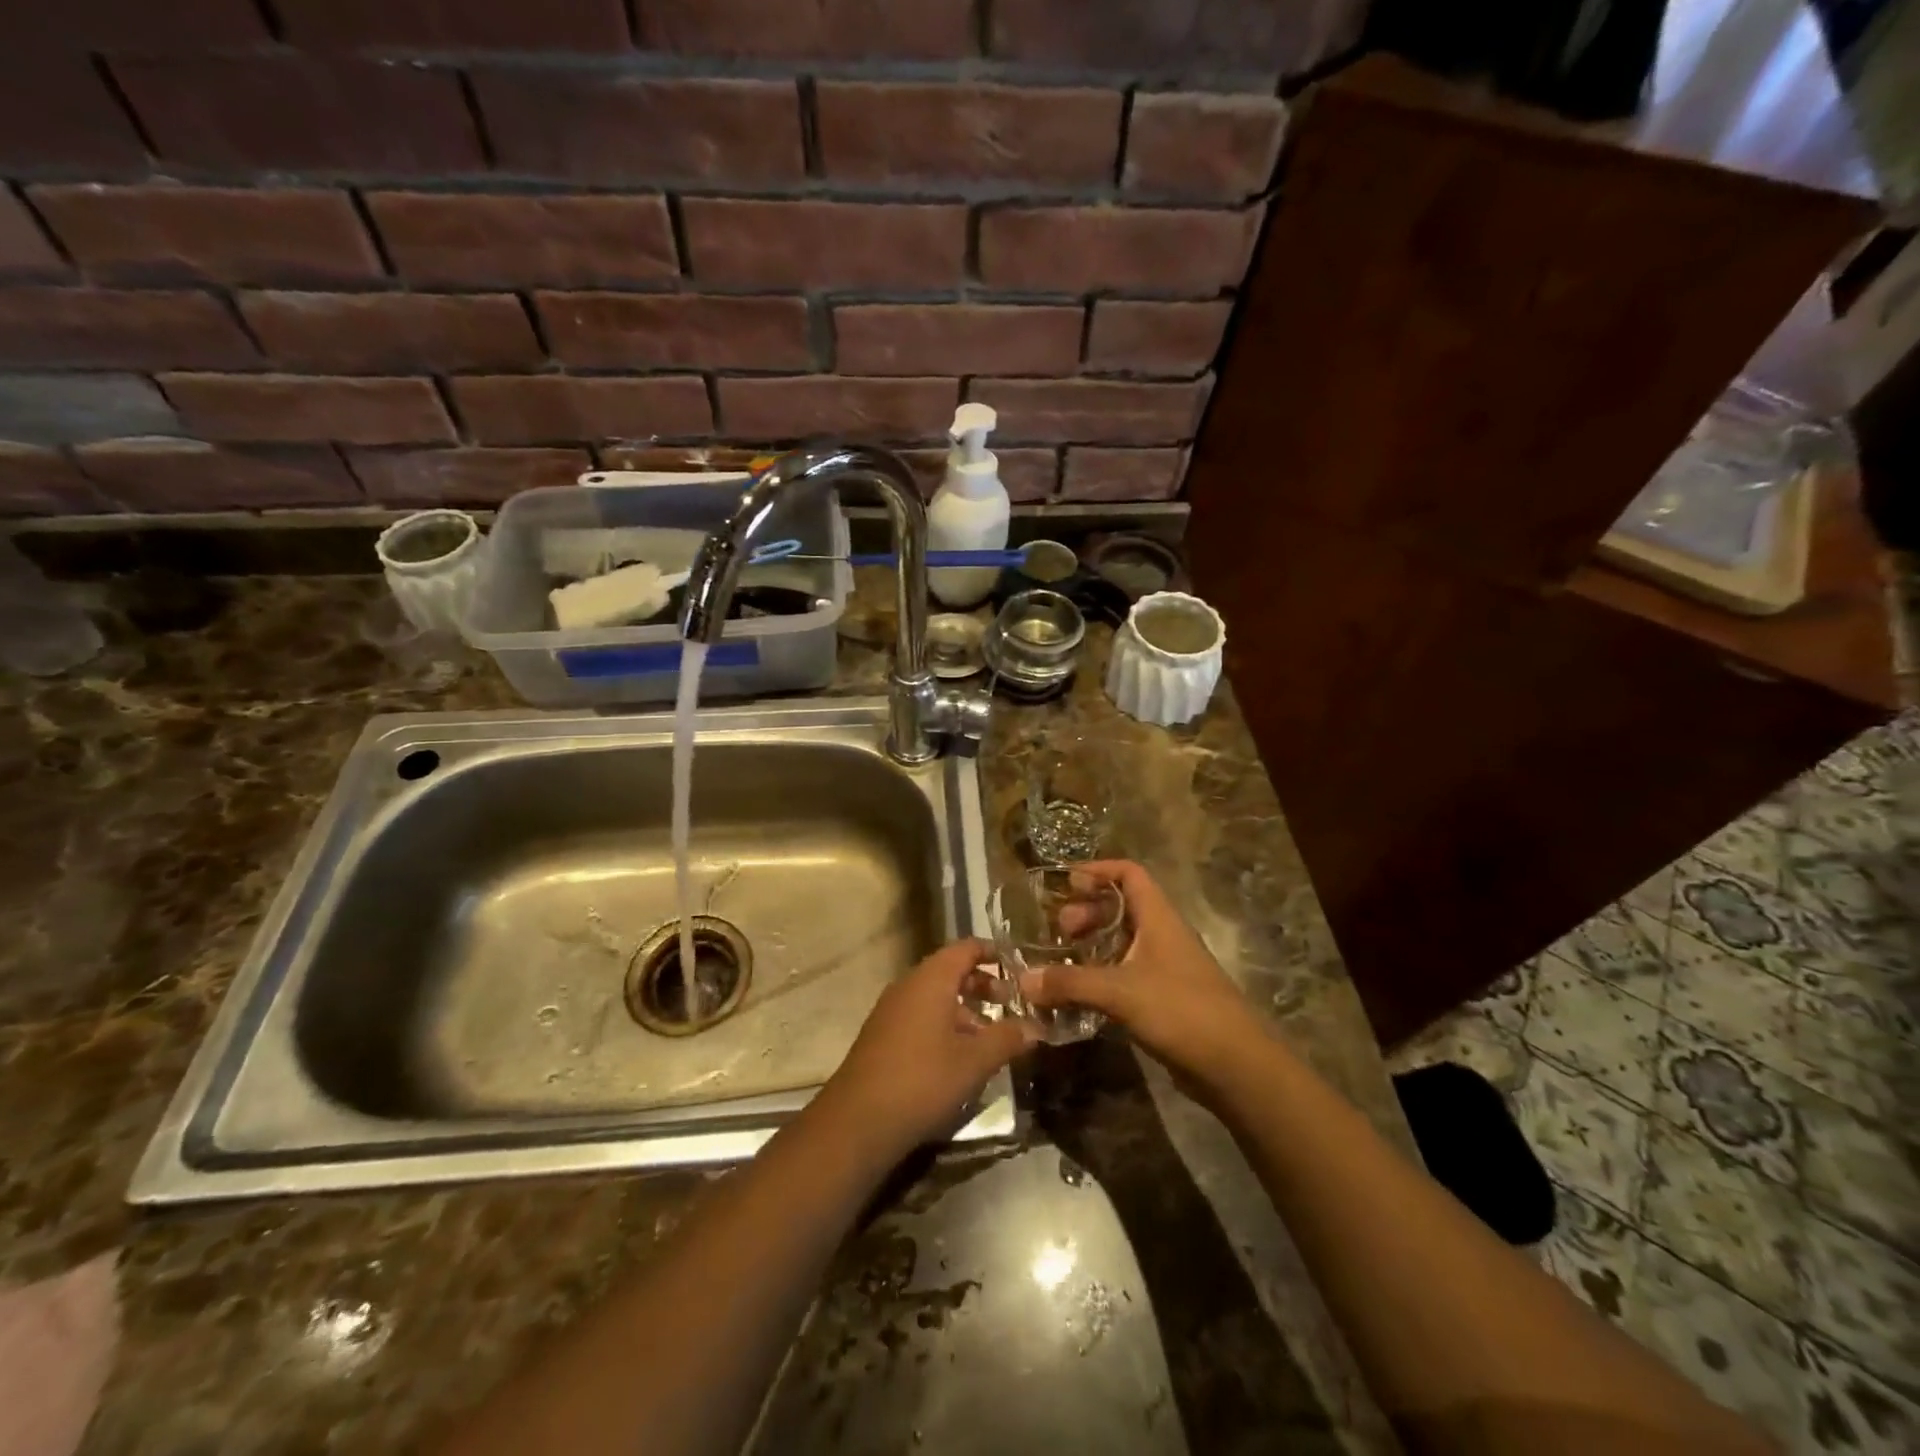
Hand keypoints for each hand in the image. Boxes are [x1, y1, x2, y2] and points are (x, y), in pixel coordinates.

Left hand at [820, 937, 1035, 1161]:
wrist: (857, 1121)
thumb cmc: (922, 1080)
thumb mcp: (974, 1061)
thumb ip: (1007, 1038)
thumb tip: (1036, 1027)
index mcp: (931, 979)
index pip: (966, 948)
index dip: (993, 952)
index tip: (1019, 965)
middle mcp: (909, 985)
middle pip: (951, 971)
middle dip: (983, 984)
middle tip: (1011, 1003)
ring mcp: (892, 1010)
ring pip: (936, 996)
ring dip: (965, 1010)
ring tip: (991, 1037)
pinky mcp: (883, 1035)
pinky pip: (921, 1016)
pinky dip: (945, 1024)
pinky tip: (960, 1057)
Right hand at [1019, 861, 1268, 1102]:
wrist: (1236, 1066)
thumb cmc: (1181, 1010)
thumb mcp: (1120, 991)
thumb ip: (1070, 983)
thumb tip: (1023, 980)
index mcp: (1159, 917)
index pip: (1129, 874)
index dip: (1098, 870)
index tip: (1065, 882)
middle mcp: (1162, 935)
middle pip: (1122, 907)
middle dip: (1087, 912)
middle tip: (1059, 931)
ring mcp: (1165, 968)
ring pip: (1122, 943)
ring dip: (1092, 946)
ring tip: (1062, 961)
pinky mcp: (1164, 999)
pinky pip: (1125, 975)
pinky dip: (1100, 976)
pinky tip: (1078, 994)